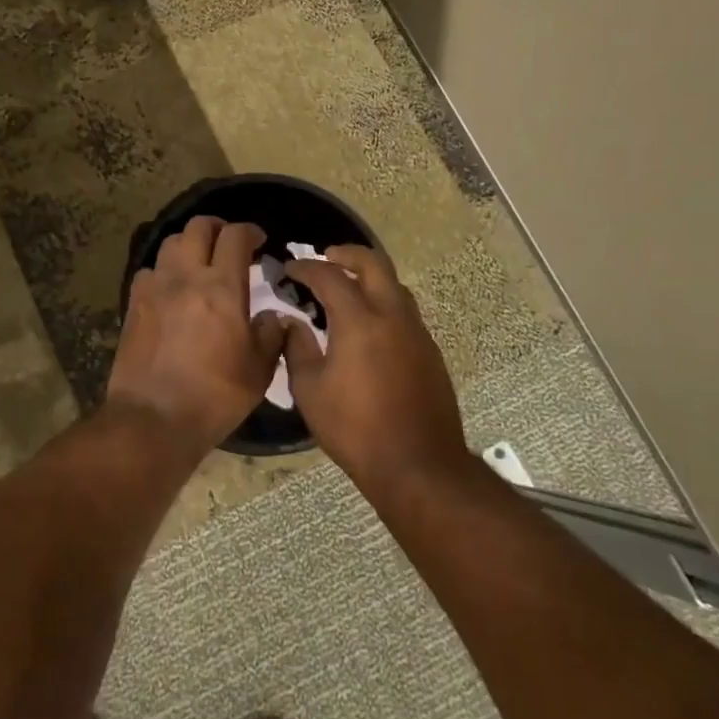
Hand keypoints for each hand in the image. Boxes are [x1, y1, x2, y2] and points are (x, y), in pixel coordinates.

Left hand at [108, 216, 286, 453]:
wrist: (154, 418)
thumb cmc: (215, 396)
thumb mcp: (259, 370)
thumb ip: (271, 335)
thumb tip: (274, 317)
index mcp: (222, 287)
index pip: (235, 236)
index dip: (249, 231)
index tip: (258, 240)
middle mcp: (186, 277)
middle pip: (197, 227)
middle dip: (217, 228)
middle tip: (228, 243)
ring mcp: (155, 288)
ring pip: (170, 243)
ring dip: (188, 245)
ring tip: (198, 262)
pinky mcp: (133, 304)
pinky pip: (148, 271)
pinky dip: (163, 271)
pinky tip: (170, 290)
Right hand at [283, 245, 465, 479]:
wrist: (418, 465)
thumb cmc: (355, 429)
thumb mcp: (309, 391)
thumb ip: (297, 349)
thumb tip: (292, 324)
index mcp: (359, 321)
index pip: (330, 277)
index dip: (305, 268)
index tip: (288, 270)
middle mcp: (392, 316)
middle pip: (373, 263)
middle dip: (346, 253)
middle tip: (324, 258)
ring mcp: (416, 333)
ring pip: (394, 286)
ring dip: (368, 277)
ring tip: (345, 289)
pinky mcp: (430, 352)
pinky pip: (404, 312)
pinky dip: (382, 303)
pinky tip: (367, 326)